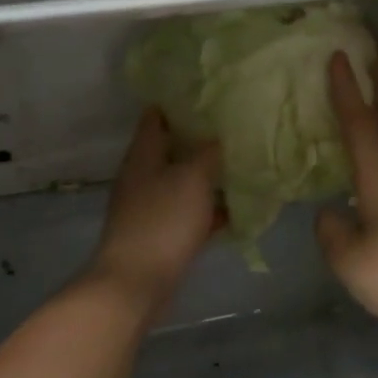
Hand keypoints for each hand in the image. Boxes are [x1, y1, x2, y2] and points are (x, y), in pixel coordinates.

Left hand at [89, 108, 221, 311]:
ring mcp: (150, 208)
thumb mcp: (192, 178)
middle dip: (200, 140)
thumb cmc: (162, 221)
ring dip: (208, 177)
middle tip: (235, 129)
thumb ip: (207, 153)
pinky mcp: (161, 236)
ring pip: (183, 183)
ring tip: (242, 165)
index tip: (208, 94)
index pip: (156, 117)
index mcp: (143, 156)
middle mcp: (142, 177)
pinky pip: (188, 214)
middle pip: (172, 150)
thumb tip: (218, 136)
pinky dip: (208, 210)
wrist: (136, 283)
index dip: (178, 103)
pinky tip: (235, 209)